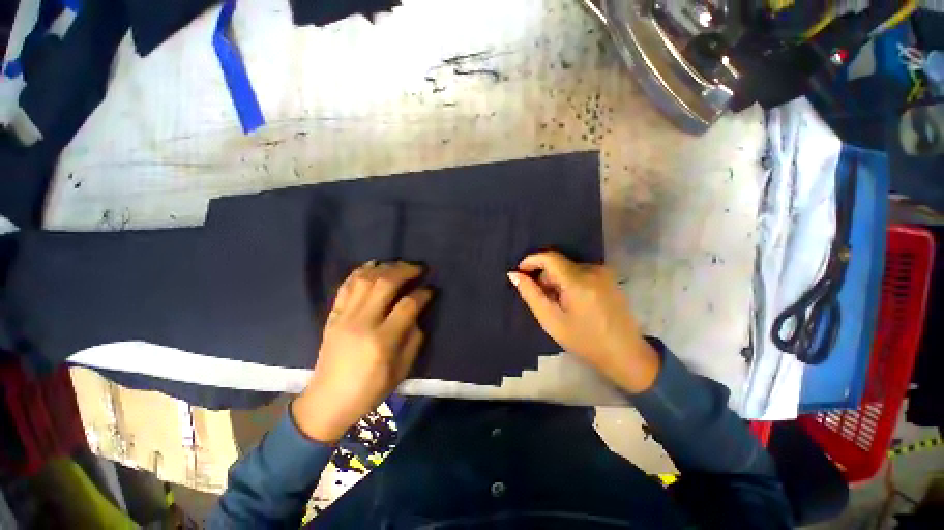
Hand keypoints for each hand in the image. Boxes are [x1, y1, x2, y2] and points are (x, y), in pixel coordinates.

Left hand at [292, 261, 432, 442]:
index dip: (423, 293)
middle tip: (419, 268)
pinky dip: (360, 271)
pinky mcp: (333, 315)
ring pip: (365, 279)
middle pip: (385, 284)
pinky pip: (346, 286)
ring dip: (385, 267)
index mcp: (382, 340)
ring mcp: (344, 316)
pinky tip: (373, 264)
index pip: (407, 305)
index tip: (432, 289)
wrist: (327, 402)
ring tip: (399, 264)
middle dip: (405, 271)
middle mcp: (362, 322)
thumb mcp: (401, 371)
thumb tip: (417, 314)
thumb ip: (413, 339)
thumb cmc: (369, 390)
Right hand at [507, 251, 659, 393]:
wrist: (625, 354)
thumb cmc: (584, 340)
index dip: (531, 260)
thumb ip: (531, 294)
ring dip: (557, 281)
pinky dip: (570, 282)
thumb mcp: (551, 320)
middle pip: (558, 264)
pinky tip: (572, 302)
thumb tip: (514, 274)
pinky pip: (581, 272)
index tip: (519, 272)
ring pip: (569, 268)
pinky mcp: (609, 277)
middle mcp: (593, 270)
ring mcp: (604, 272)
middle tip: (541, 299)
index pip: (549, 257)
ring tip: (558, 304)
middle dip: (544, 277)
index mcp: (578, 280)